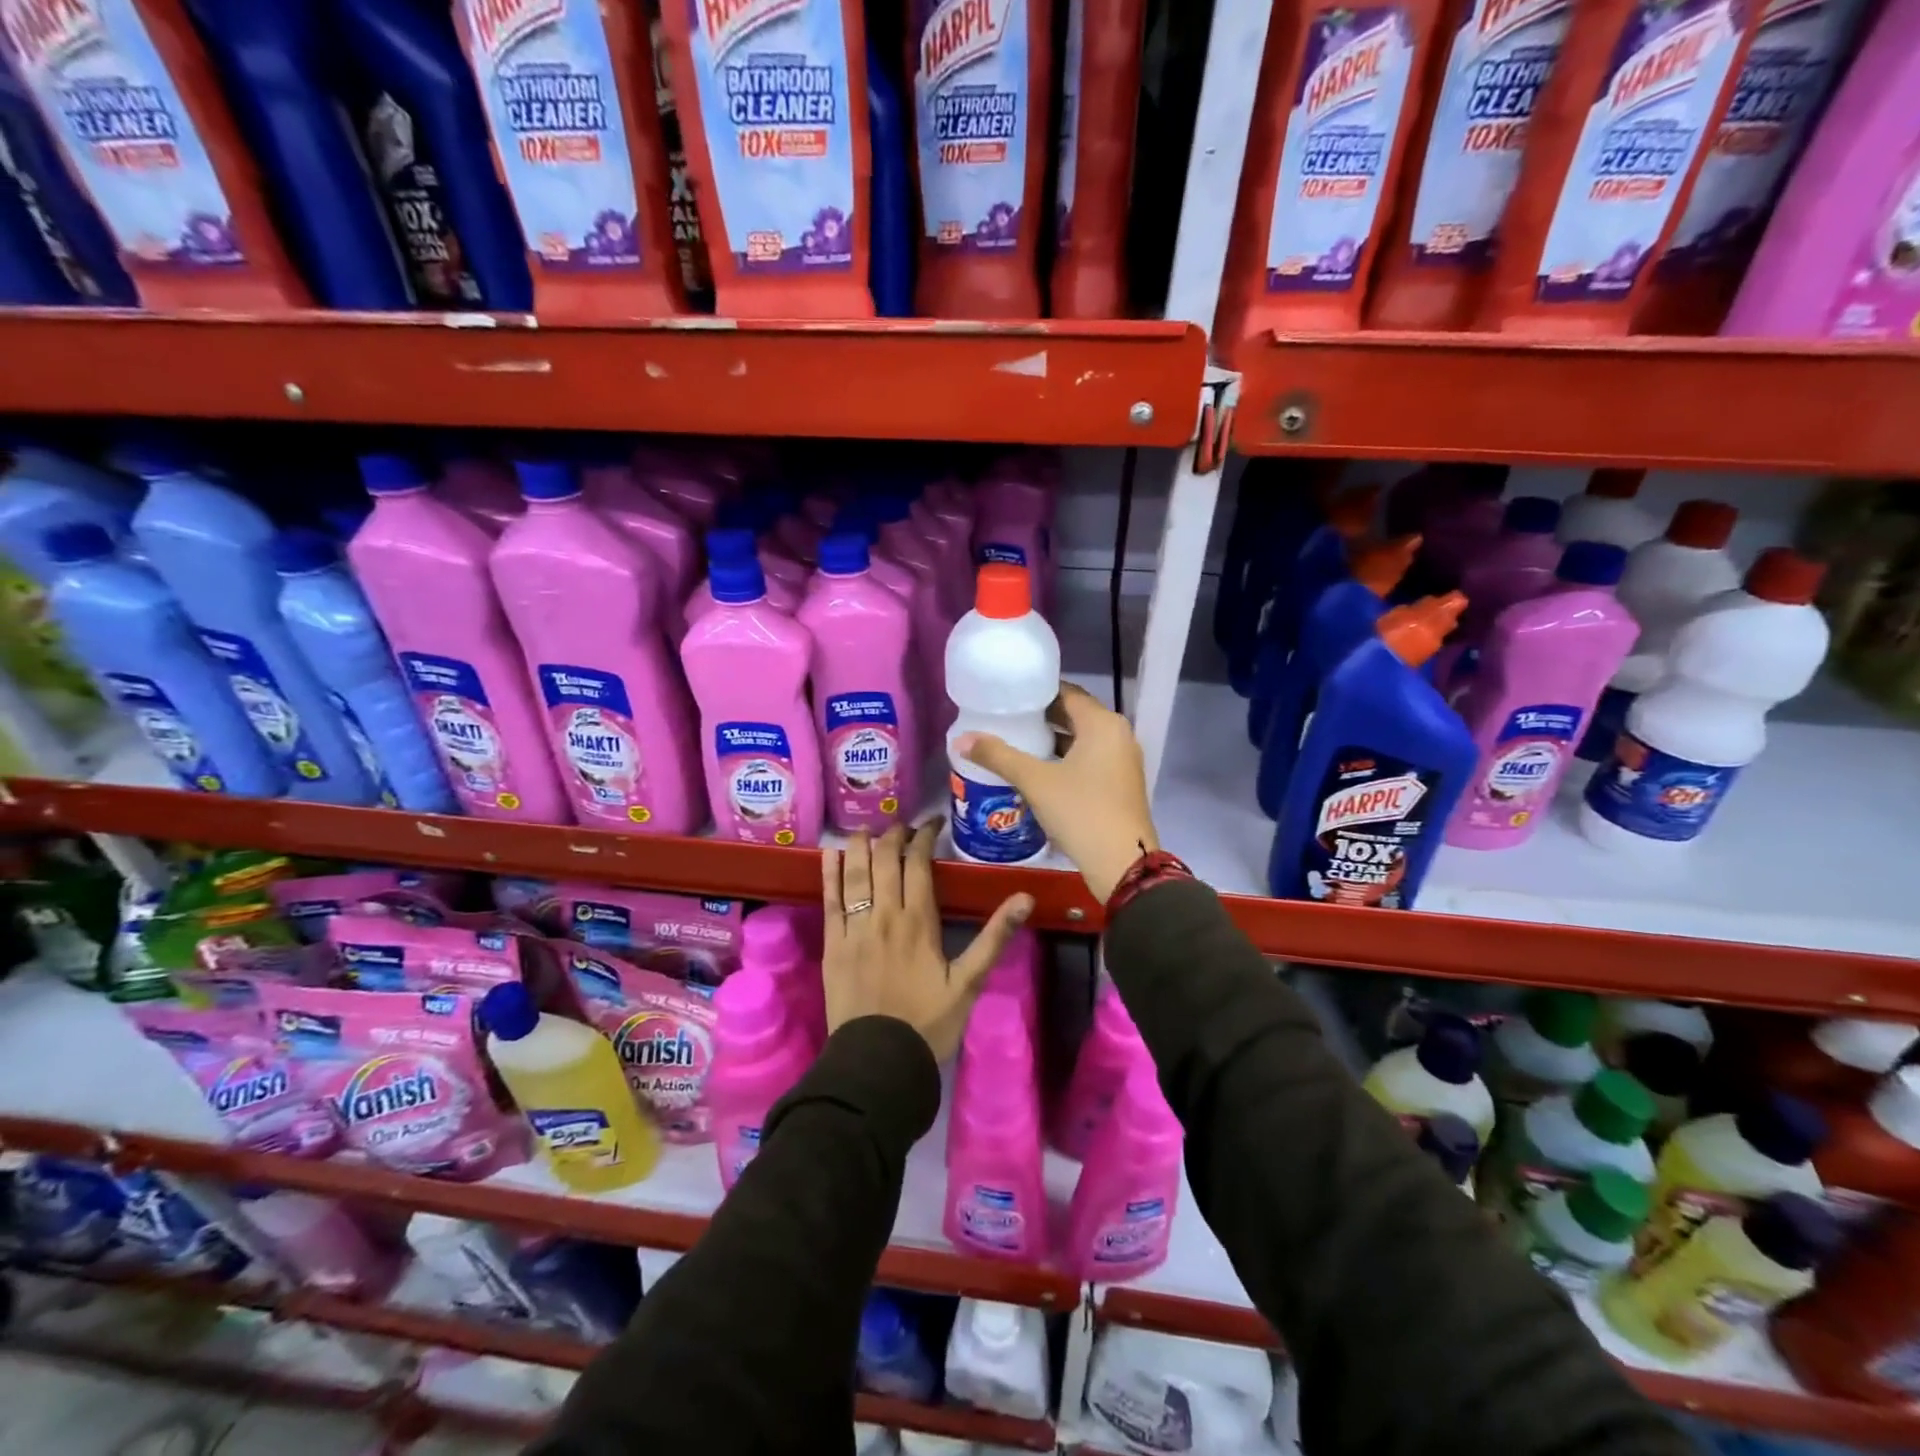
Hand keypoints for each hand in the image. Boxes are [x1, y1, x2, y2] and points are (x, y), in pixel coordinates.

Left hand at [821, 823, 1032, 1062]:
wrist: (879, 1061)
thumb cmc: (929, 1023)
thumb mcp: (969, 983)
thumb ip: (994, 937)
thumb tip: (1025, 898)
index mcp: (919, 921)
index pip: (918, 863)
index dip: (923, 837)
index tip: (931, 824)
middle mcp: (885, 915)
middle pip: (885, 860)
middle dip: (893, 835)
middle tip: (901, 826)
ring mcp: (855, 928)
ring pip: (855, 873)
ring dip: (859, 846)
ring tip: (866, 830)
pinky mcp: (833, 944)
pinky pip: (830, 900)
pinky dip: (829, 874)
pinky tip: (830, 855)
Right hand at [954, 683, 1157, 901]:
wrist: (1122, 864)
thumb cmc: (1081, 812)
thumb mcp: (1035, 781)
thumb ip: (998, 756)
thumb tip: (960, 739)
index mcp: (1103, 723)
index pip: (1066, 692)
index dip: (1036, 692)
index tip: (1006, 695)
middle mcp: (1118, 735)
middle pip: (1074, 715)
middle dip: (1040, 717)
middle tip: (1004, 718)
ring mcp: (1122, 761)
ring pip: (1081, 740)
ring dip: (1051, 740)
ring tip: (1014, 741)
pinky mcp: (1120, 784)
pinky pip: (1088, 759)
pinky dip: (1064, 759)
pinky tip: (1037, 770)